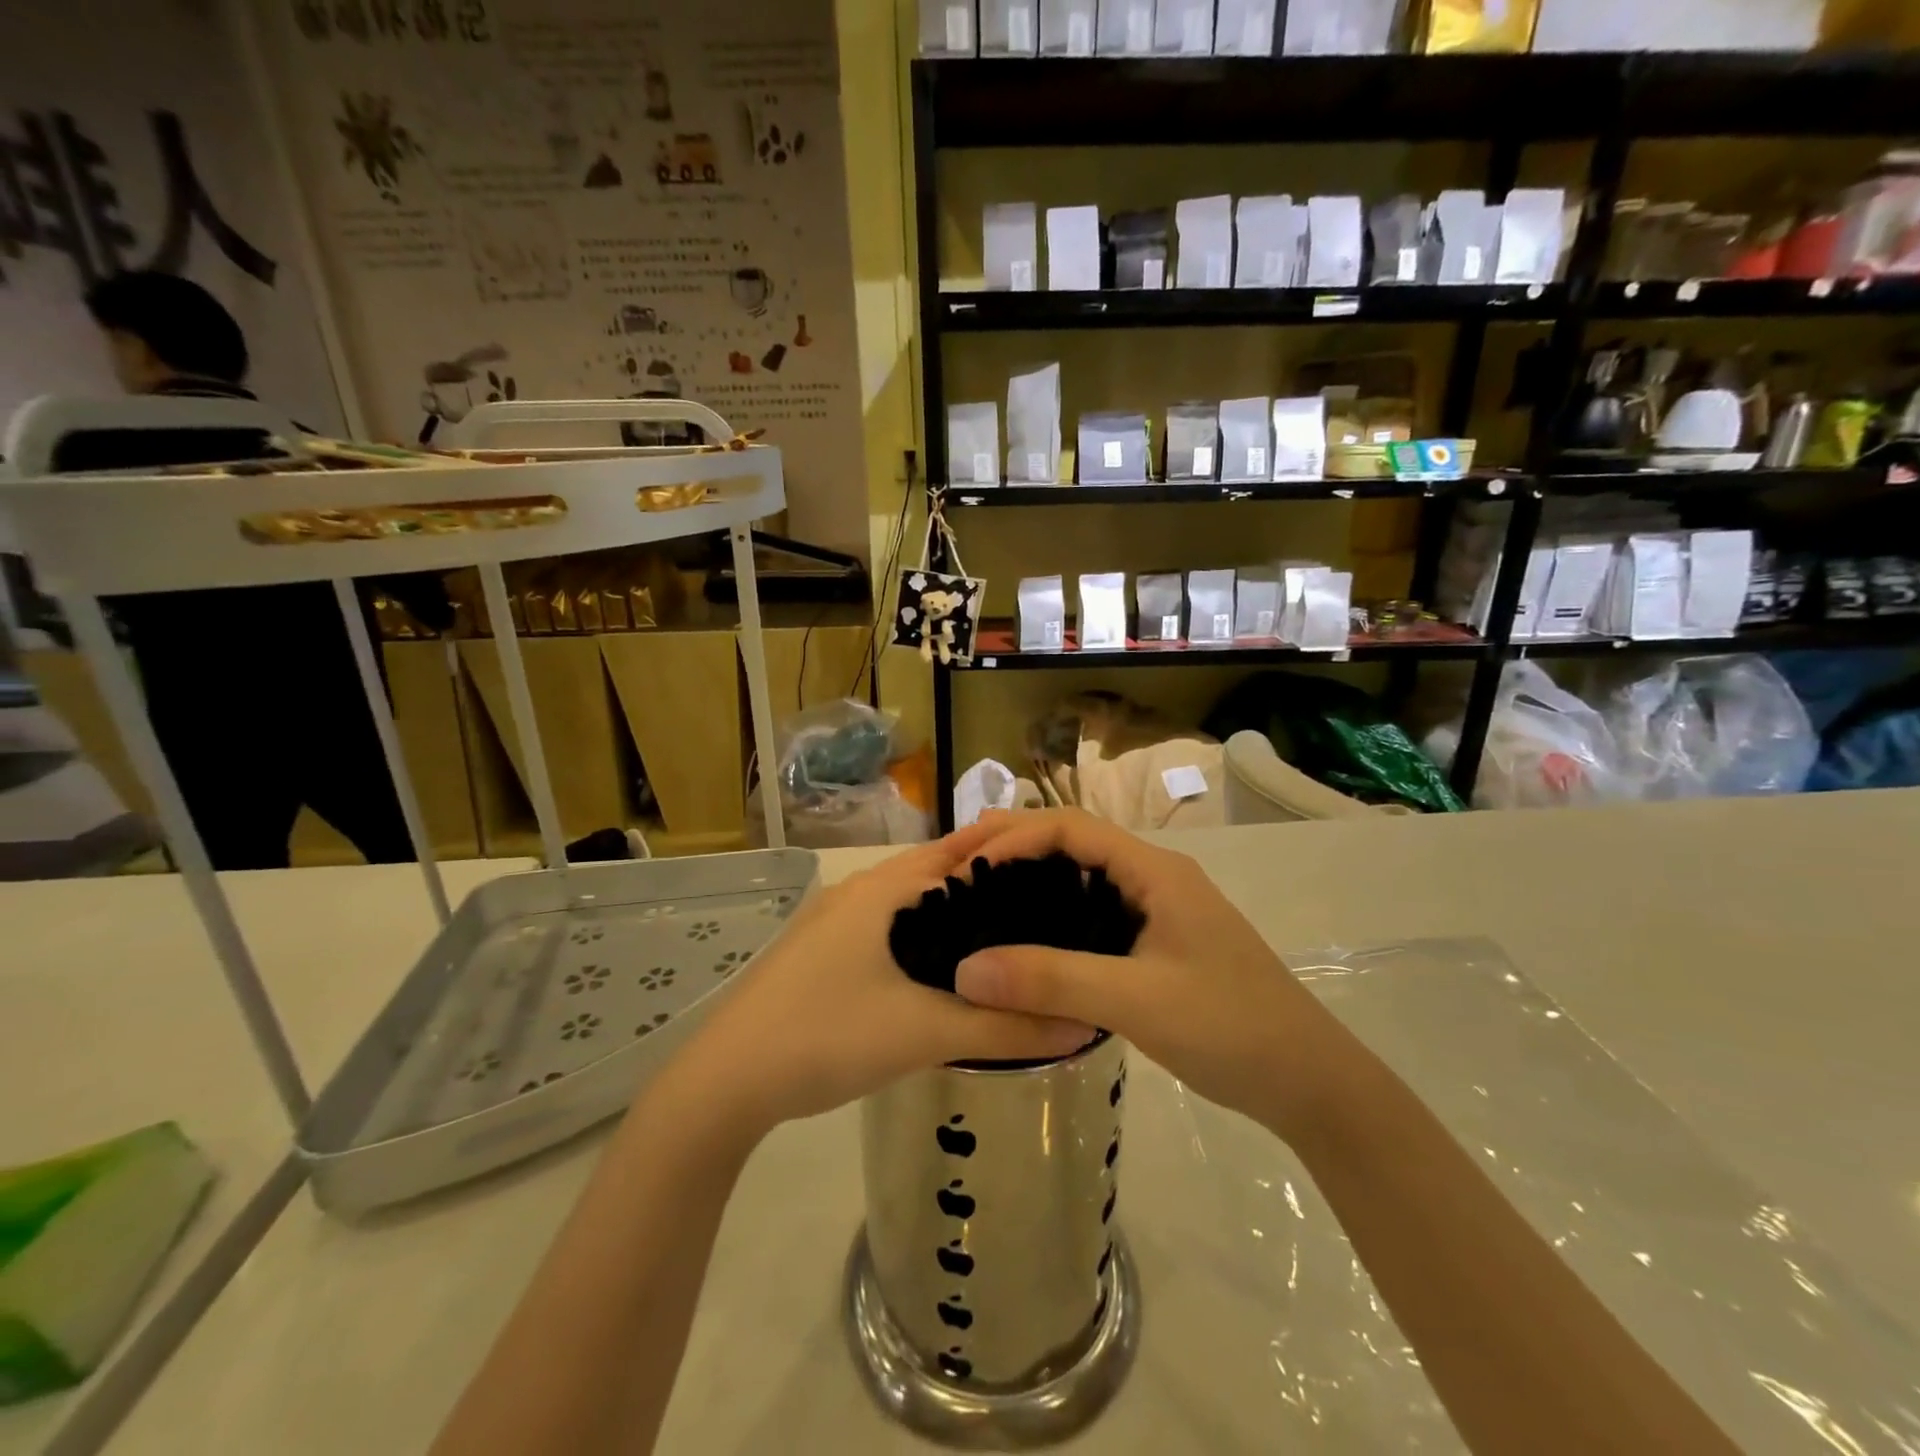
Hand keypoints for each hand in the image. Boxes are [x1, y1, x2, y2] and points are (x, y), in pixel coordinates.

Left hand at [666, 824, 1094, 1139]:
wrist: (724, 1081)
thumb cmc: (827, 1035)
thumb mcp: (925, 1033)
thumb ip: (1006, 1029)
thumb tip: (1084, 1025)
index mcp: (883, 888)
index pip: (962, 854)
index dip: (1012, 861)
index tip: (1061, 880)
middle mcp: (857, 891)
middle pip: (936, 875)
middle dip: (986, 890)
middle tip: (1044, 917)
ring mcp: (832, 921)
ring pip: (908, 905)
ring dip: (951, 917)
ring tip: (1003, 945)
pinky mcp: (818, 952)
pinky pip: (885, 930)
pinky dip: (921, 940)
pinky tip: (940, 974)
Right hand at [952, 809, 1358, 1144]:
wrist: (1307, 1081)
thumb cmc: (1229, 1027)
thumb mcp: (1136, 1001)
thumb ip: (1051, 981)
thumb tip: (964, 971)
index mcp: (1154, 871)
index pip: (1071, 828)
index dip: (1015, 838)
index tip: (967, 867)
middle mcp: (1154, 878)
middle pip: (1073, 843)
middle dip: (1015, 846)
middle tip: (956, 866)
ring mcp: (1157, 911)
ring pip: (1082, 878)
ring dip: (1031, 879)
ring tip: (978, 896)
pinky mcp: (1156, 944)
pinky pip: (1092, 913)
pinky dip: (1053, 915)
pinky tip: (1025, 940)